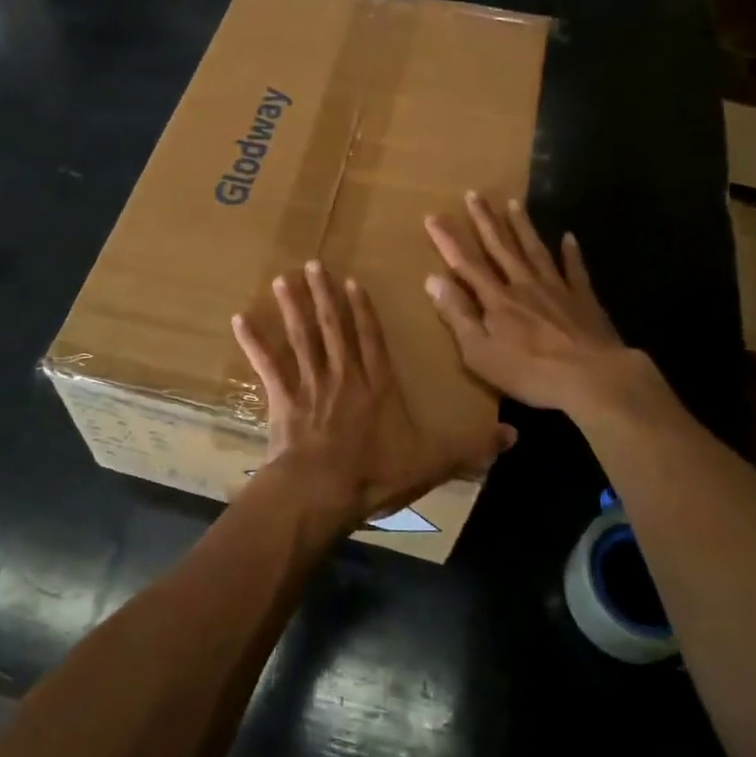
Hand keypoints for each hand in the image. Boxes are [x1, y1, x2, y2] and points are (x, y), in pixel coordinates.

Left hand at [232, 261, 512, 534]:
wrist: (323, 491)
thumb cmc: (375, 474)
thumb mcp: (431, 462)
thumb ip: (469, 448)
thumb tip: (515, 438)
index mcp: (377, 386)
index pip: (372, 340)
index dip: (363, 311)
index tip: (353, 282)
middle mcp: (344, 376)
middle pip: (333, 328)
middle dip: (324, 295)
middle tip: (312, 265)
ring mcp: (311, 385)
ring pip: (302, 337)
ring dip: (293, 307)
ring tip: (282, 279)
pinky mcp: (283, 400)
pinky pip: (267, 366)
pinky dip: (254, 343)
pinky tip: (240, 321)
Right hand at [425, 192, 668, 420]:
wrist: (593, 378)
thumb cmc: (530, 371)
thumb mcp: (480, 352)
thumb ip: (457, 315)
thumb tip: (432, 279)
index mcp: (497, 300)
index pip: (466, 264)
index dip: (448, 240)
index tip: (433, 216)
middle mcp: (524, 284)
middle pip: (501, 247)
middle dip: (485, 221)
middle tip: (474, 194)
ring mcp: (557, 288)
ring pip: (535, 250)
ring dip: (522, 226)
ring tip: (513, 203)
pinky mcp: (584, 299)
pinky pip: (575, 269)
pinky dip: (571, 252)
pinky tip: (569, 237)